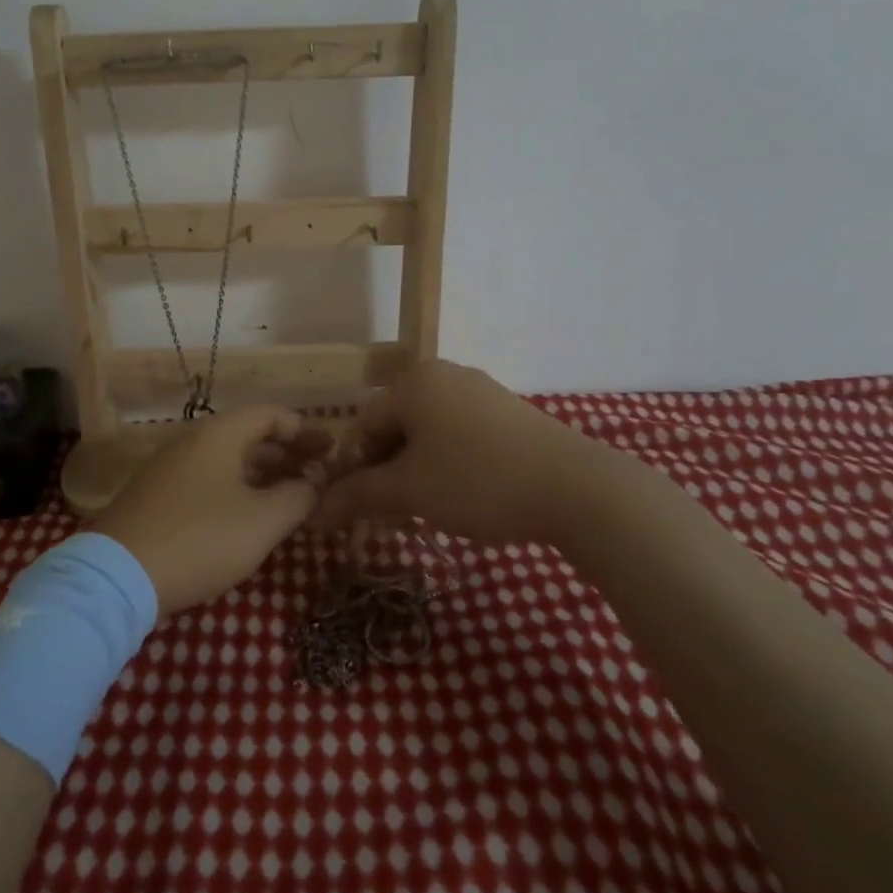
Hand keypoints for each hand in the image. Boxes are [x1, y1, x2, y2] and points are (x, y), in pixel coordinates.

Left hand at [102, 406, 331, 615]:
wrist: (119, 575)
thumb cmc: (201, 538)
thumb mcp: (262, 521)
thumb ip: (298, 496)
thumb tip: (315, 481)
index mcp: (220, 433)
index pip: (270, 414)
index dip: (303, 430)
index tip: (329, 451)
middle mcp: (193, 440)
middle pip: (249, 435)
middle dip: (286, 454)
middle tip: (317, 477)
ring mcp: (171, 468)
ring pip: (228, 461)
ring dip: (263, 475)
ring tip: (290, 499)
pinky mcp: (157, 496)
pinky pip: (208, 481)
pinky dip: (237, 490)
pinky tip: (249, 518)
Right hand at [313, 360, 635, 553]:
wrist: (577, 489)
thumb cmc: (477, 480)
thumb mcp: (409, 491)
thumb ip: (357, 496)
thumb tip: (315, 511)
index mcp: (414, 382)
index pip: (362, 425)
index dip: (352, 470)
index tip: (356, 511)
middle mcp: (444, 376)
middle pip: (395, 427)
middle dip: (385, 474)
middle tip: (389, 517)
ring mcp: (481, 392)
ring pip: (428, 435)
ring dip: (415, 474)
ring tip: (424, 513)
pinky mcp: (509, 414)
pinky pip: (459, 437)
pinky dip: (447, 466)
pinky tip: (461, 498)